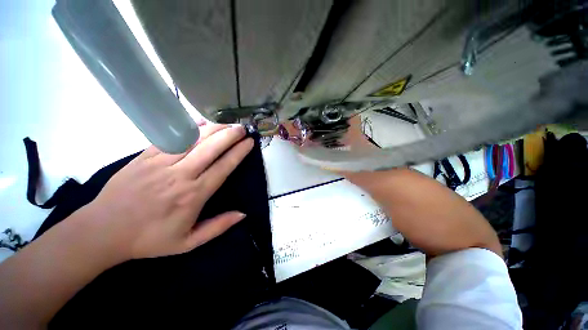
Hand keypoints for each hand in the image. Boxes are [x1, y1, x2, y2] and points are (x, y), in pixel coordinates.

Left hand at [81, 124, 253, 260]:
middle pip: (211, 148)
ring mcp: (161, 163)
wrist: (103, 231)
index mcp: (194, 195)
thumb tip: (243, 213)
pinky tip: (201, 123)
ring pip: (193, 139)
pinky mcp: (145, 156)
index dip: (239, 152)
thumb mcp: (188, 243)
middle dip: (230, 135)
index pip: (224, 166)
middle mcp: (181, 175)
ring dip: (214, 129)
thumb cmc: (149, 239)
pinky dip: (189, 128)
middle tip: (242, 128)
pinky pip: (171, 137)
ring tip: (227, 124)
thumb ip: (218, 227)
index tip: (249, 142)